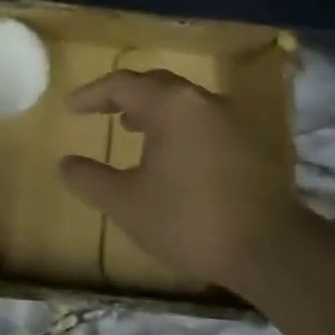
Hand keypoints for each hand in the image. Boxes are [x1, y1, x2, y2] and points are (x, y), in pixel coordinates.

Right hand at [57, 69, 308, 291]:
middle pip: (157, 85)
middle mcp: (205, 102)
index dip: (92, 94)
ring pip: (184, 103)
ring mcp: (234, 120)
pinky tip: (170, 155)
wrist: (269, 250)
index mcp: (172, 106)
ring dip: (153, 111)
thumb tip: (65, 163)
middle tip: (100, 111)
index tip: (70, 107)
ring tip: (132, 129)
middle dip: (124, 96)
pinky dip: (178, 126)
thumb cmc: (188, 220)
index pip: (123, 85)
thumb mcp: (125, 203)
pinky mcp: (251, 143)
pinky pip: (203, 121)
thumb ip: (89, 179)